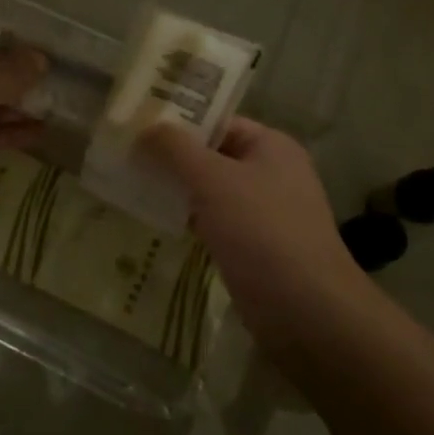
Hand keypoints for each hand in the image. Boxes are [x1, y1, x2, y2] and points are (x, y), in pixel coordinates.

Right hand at [140, 118, 368, 352]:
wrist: (308, 313)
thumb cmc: (262, 231)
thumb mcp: (213, 180)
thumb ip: (175, 149)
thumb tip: (144, 128)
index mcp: (271, 146)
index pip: (218, 121)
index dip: (178, 121)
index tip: (136, 125)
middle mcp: (272, 174)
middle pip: (212, 155)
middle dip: (172, 157)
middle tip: (125, 155)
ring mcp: (265, 214)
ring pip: (211, 191)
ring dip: (178, 189)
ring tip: (131, 185)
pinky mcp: (256, 249)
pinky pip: (215, 222)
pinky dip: (189, 219)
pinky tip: (157, 220)